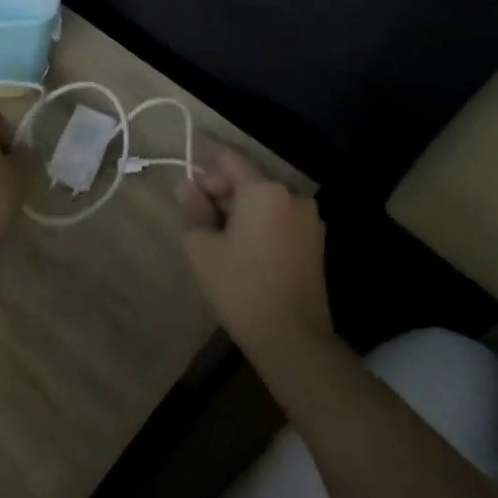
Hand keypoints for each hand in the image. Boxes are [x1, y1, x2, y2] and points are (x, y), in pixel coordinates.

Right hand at [176, 144, 332, 361]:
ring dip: (236, 208)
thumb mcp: (203, 246)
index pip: (228, 158)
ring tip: (213, 235)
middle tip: (193, 214)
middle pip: (246, 179)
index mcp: (265, 190)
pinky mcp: (313, 242)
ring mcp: (308, 219)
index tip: (184, 176)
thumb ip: (193, 209)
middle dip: (217, 190)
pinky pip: (277, 218)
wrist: (292, 339)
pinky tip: (238, 247)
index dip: (203, 162)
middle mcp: (292, 196)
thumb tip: (186, 187)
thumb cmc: (241, 287)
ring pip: (261, 200)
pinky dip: (255, 222)